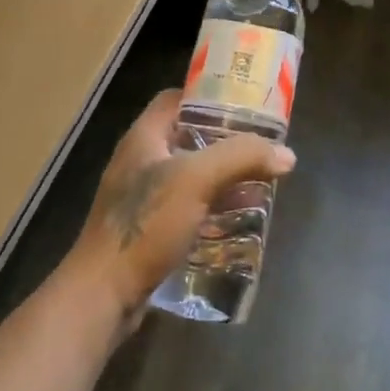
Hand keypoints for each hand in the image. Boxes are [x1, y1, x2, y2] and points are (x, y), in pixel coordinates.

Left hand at [68, 89, 294, 323]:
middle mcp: (140, 160)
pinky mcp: (147, 229)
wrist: (103, 294)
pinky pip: (186, 206)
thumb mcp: (197, 180)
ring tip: (257, 182)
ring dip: (221, 176)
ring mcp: (141, 197)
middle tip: (260, 146)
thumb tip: (286, 154)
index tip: (244, 104)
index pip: (176, 98)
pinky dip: (210, 206)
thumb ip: (242, 158)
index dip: (208, 95)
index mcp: (144, 137)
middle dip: (224, 140)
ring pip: (189, 174)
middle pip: (187, 136)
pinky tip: (235, 219)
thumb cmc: (146, 224)